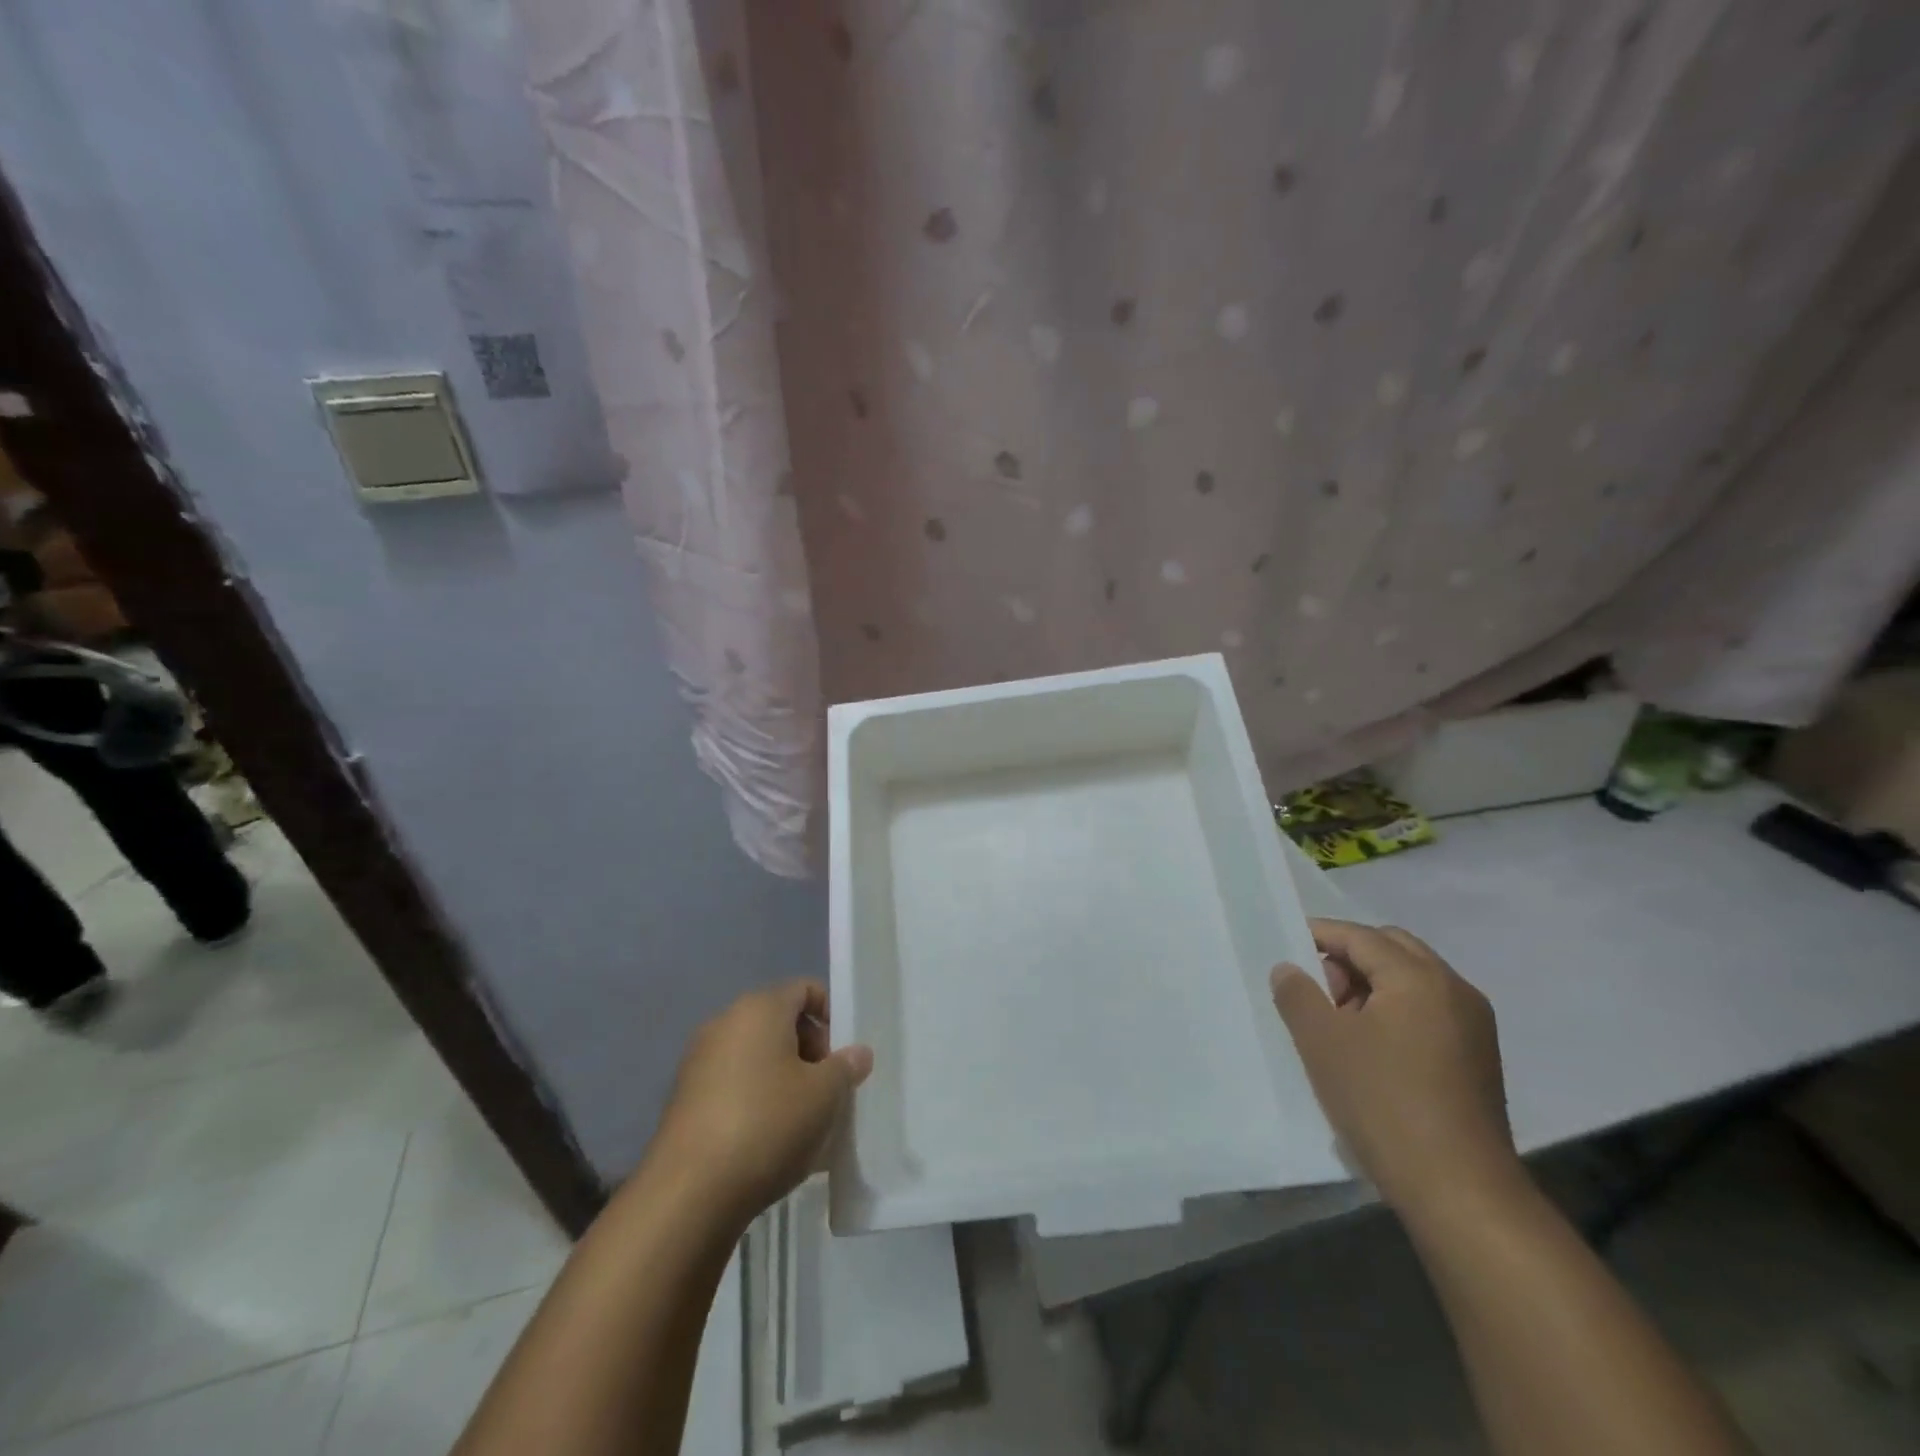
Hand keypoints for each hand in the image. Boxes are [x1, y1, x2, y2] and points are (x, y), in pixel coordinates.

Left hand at [649, 981, 873, 1223]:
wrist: (688, 1194)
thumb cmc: (767, 1125)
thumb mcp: (825, 1095)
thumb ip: (845, 1067)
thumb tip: (857, 1053)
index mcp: (759, 1008)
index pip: (804, 989)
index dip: (831, 1015)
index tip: (844, 1054)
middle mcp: (724, 1023)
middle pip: (779, 1022)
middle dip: (810, 1051)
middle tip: (829, 1090)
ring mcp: (698, 1062)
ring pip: (756, 1058)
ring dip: (784, 1080)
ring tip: (804, 1122)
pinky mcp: (684, 1101)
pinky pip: (733, 1086)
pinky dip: (756, 1102)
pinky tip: (771, 1142)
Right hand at [1271, 920, 1519, 1215]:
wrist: (1460, 1190)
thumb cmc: (1383, 1103)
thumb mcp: (1322, 1043)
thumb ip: (1298, 994)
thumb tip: (1289, 969)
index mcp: (1419, 978)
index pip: (1360, 937)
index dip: (1319, 935)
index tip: (1286, 945)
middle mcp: (1455, 990)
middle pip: (1392, 949)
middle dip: (1349, 957)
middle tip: (1317, 990)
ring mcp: (1474, 1025)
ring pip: (1413, 980)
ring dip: (1372, 985)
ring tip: (1339, 1023)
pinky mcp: (1479, 1058)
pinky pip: (1429, 1010)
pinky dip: (1396, 1010)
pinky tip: (1371, 1047)